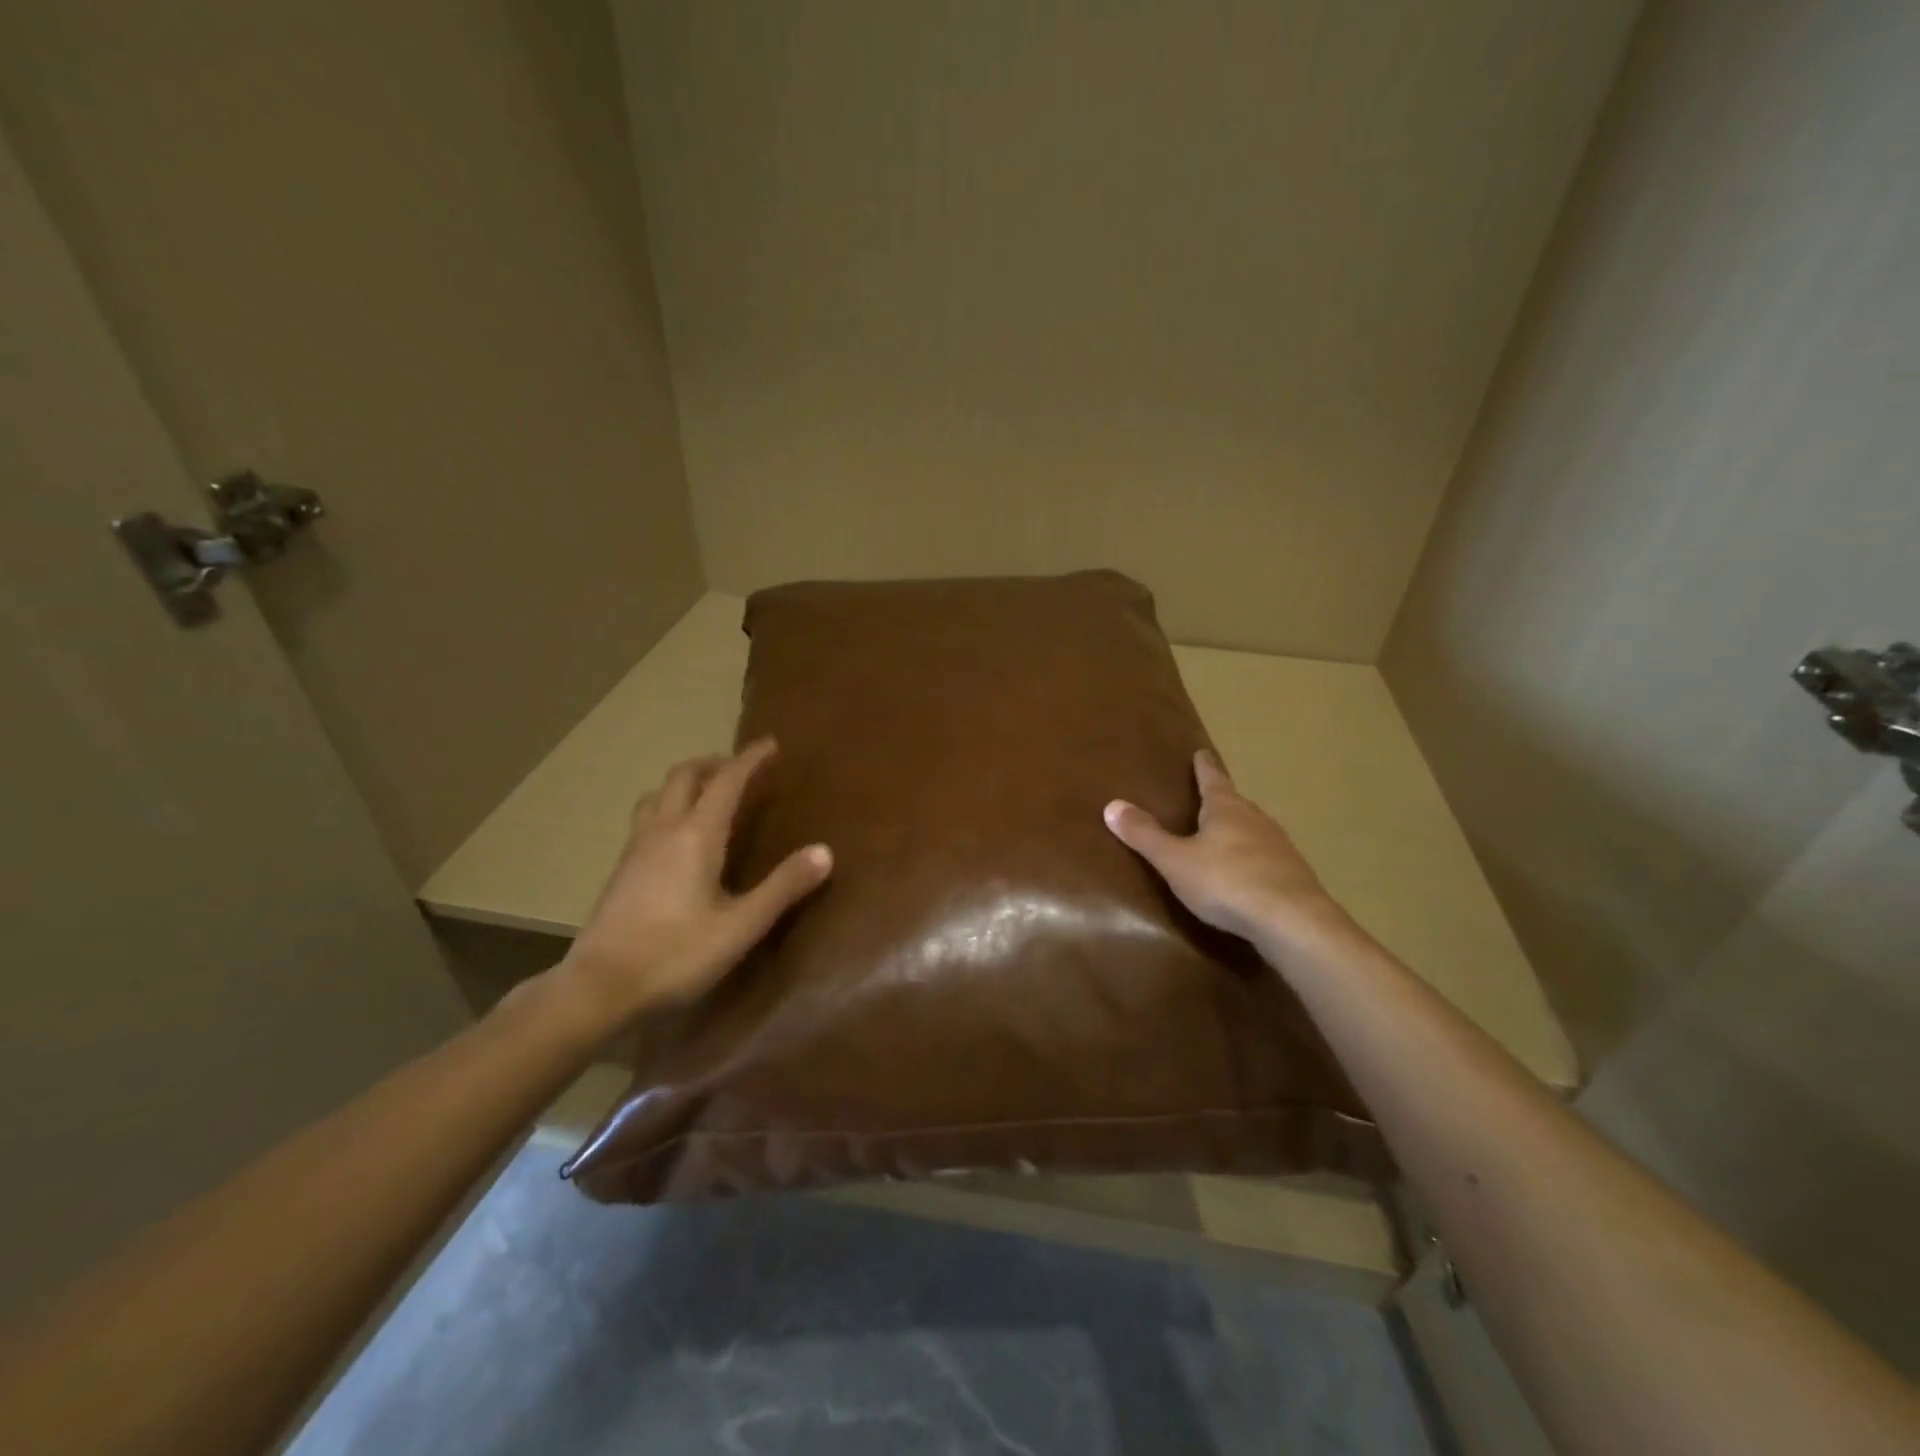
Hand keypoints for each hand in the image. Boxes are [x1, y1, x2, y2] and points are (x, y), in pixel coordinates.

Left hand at [557, 740, 831, 1021]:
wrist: (599, 987)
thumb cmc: (676, 954)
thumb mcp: (741, 925)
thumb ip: (783, 886)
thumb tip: (825, 851)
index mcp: (696, 835)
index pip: (727, 780)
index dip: (750, 759)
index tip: (770, 744)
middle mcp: (663, 829)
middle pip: (684, 775)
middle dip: (714, 763)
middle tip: (739, 768)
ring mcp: (636, 847)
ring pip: (659, 793)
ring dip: (686, 782)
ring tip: (707, 794)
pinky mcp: (621, 869)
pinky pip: (646, 817)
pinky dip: (668, 806)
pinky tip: (676, 837)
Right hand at [1104, 749, 1349, 956]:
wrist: (1292, 921)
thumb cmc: (1226, 882)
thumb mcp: (1175, 860)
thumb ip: (1145, 835)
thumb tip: (1112, 805)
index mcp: (1226, 809)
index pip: (1212, 778)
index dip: (1203, 766)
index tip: (1201, 752)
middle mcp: (1256, 820)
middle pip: (1235, 804)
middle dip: (1221, 801)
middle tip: (1207, 798)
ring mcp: (1279, 847)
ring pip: (1254, 831)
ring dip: (1239, 831)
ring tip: (1224, 837)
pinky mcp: (1293, 875)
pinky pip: (1267, 859)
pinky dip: (1253, 860)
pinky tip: (1247, 875)